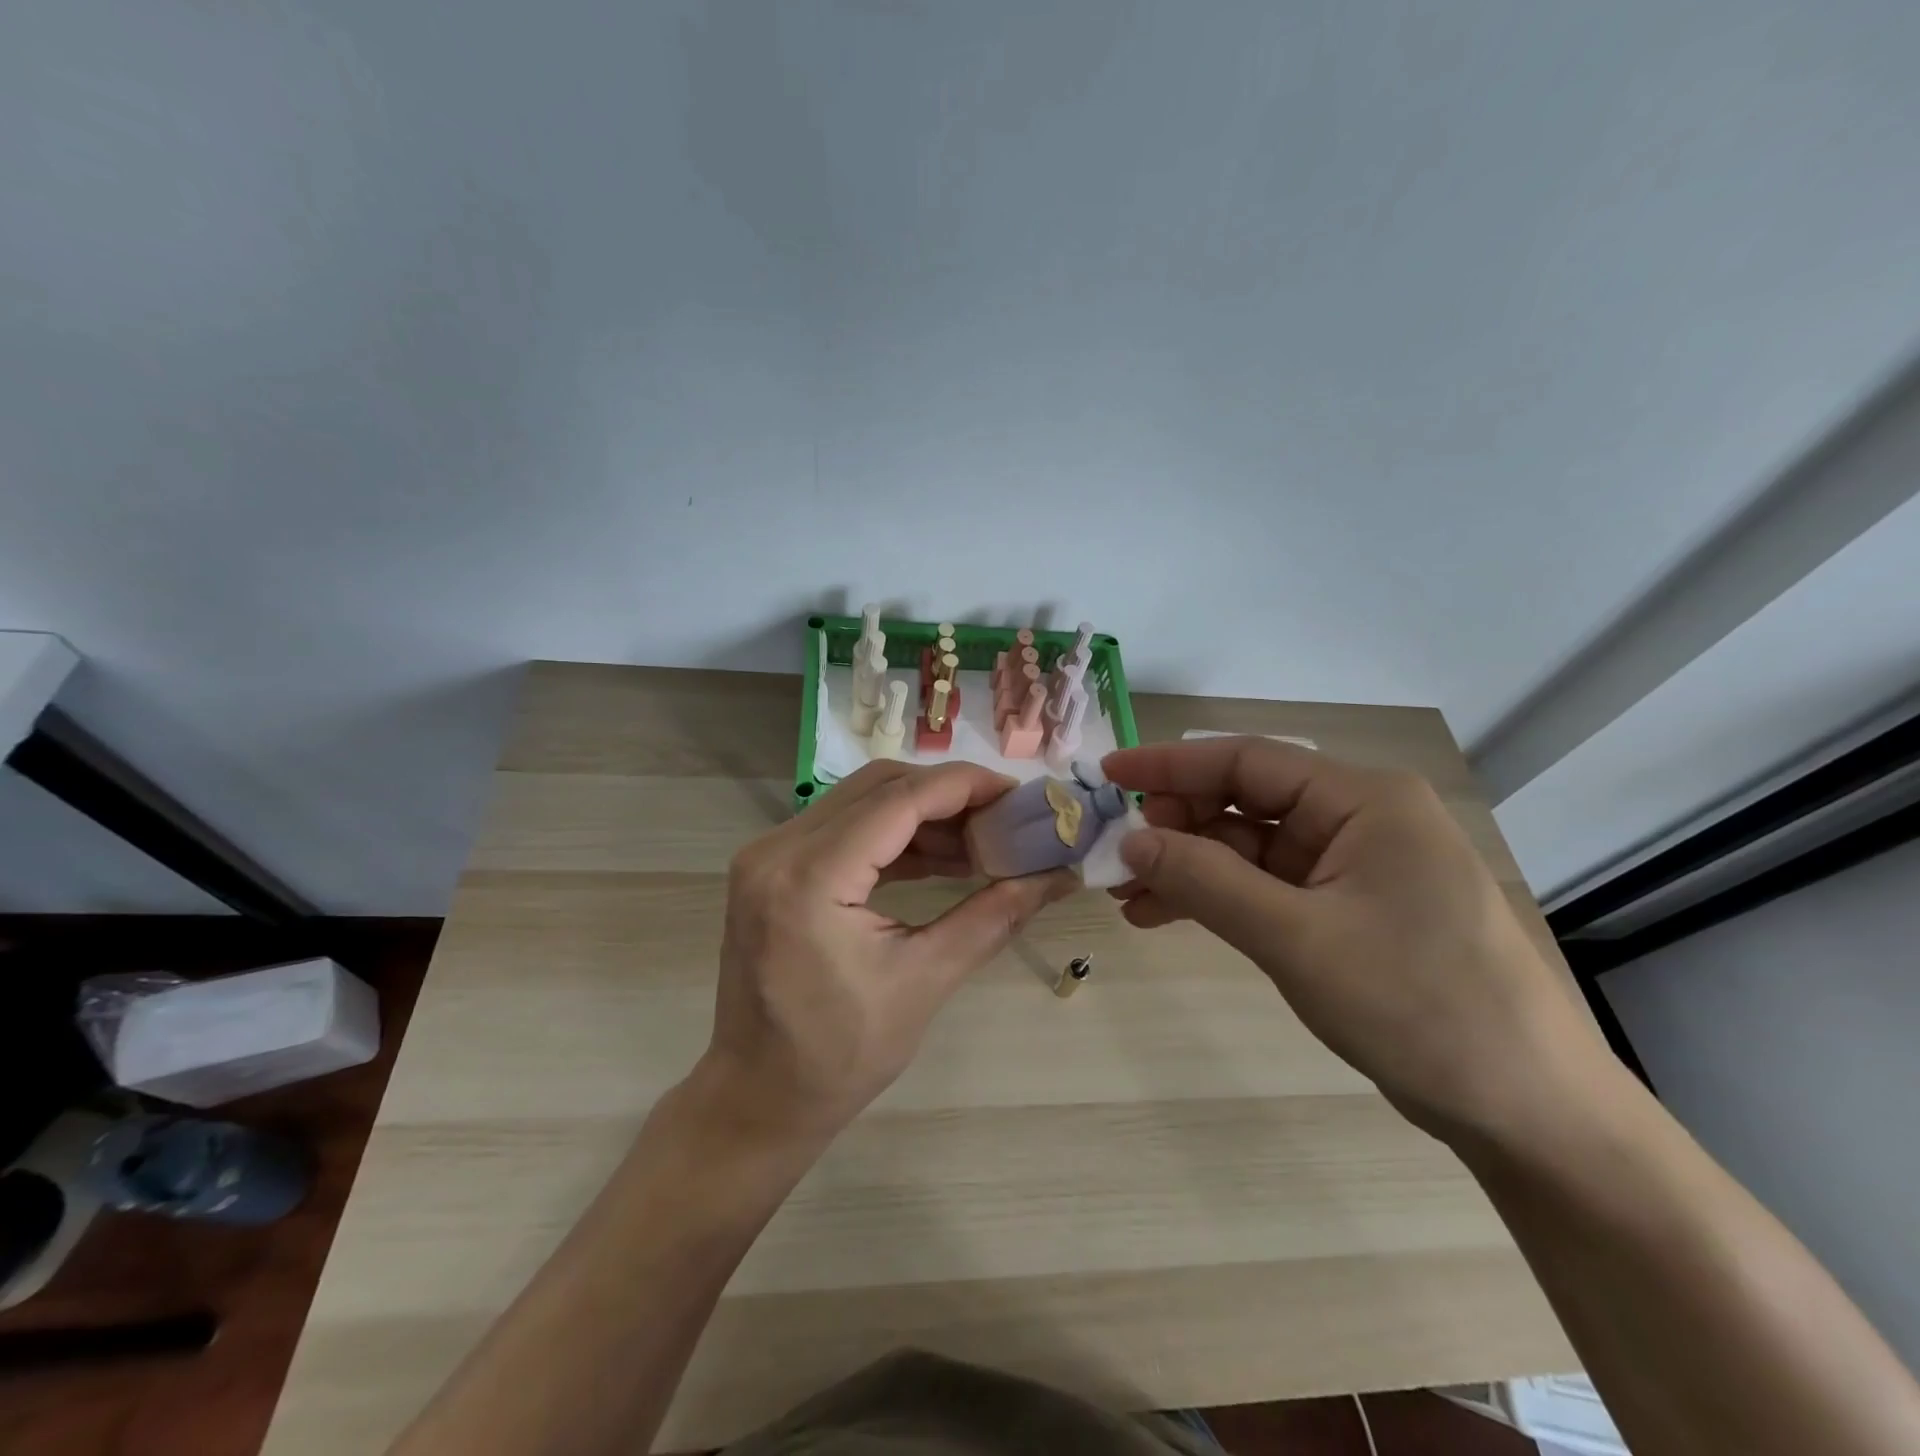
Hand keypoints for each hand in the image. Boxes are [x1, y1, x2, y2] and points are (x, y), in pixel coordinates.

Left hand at [700, 760, 1075, 1145]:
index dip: (966, 787)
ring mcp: (768, 855)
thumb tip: (1060, 876)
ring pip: (861, 802)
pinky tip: (941, 857)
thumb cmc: (839, 1056)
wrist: (757, 1097)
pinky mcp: (773, 868)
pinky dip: (894, 836)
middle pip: (879, 788)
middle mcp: (778, 849)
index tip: (1019, 795)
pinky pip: (843, 829)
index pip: (900, 800)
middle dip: (948, 794)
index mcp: (809, 877)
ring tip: (982, 840)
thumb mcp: (925, 982)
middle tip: (1005, 817)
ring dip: (922, 813)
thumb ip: (995, 916)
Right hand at [1102, 737, 1611, 1145]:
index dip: (1170, 766)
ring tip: (1127, 897)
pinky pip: (1268, 887)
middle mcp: (1360, 819)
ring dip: (1190, 868)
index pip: (1247, 761)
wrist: (1528, 1112)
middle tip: (1119, 856)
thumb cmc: (1419, 1006)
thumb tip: (1130, 842)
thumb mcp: (1296, 938)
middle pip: (1246, 802)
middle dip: (1178, 826)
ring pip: (1250, 848)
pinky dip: (1219, 898)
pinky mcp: (1350, 910)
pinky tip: (1165, 916)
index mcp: (1364, 800)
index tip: (1109, 777)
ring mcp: (1356, 867)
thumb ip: (1205, 881)